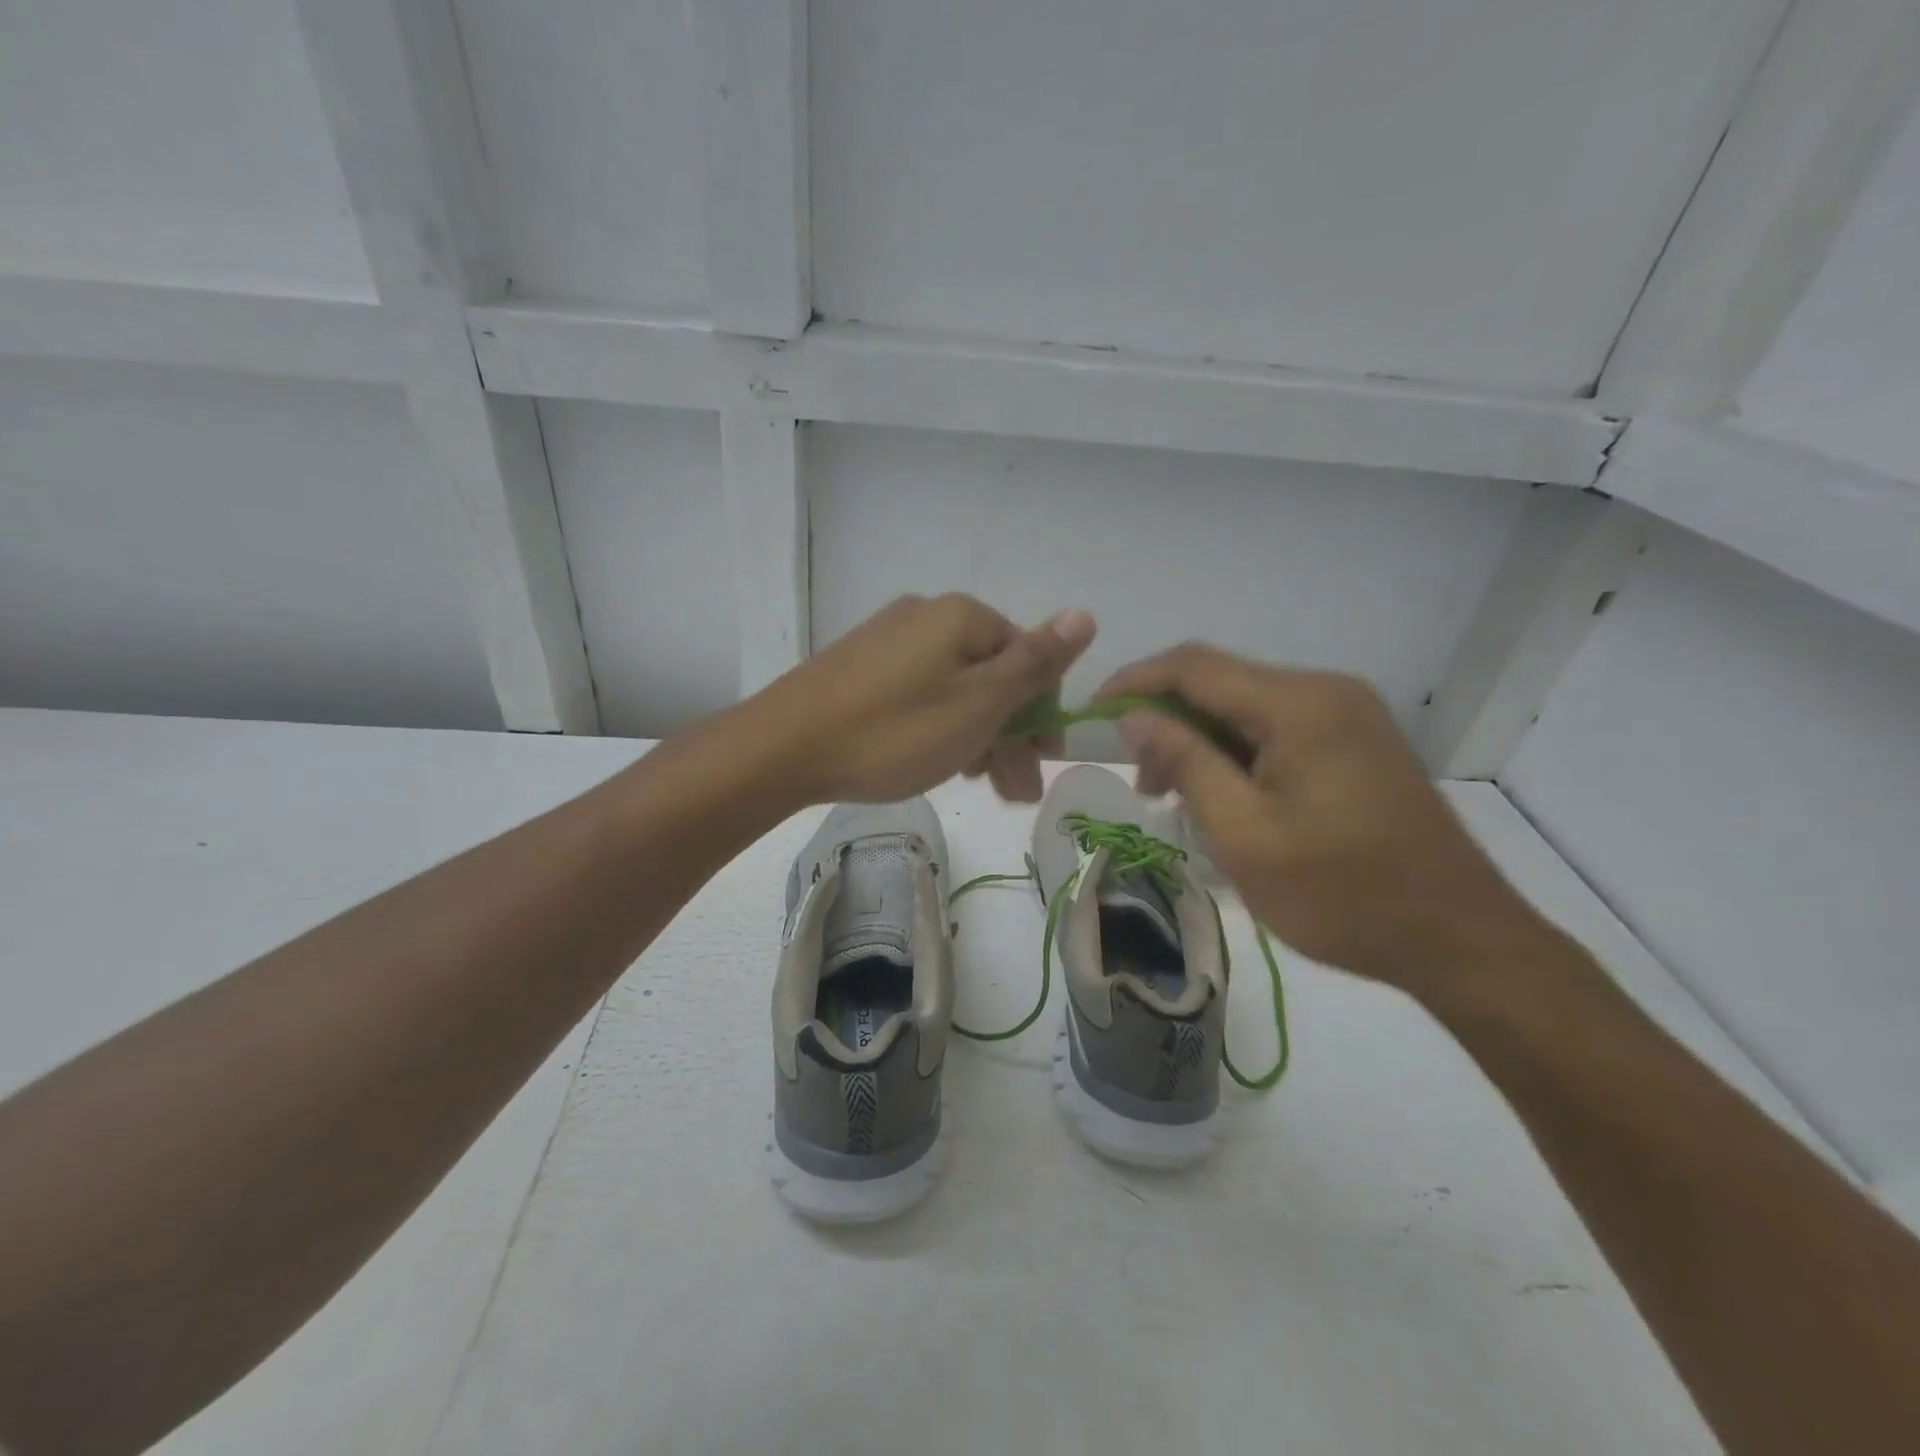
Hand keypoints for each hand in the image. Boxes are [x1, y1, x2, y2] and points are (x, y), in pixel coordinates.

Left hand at [753, 594, 1095, 804]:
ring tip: (980, 786)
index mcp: (962, 617)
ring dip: (977, 736)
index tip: (1042, 762)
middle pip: (990, 674)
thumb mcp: (978, 704)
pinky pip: (920, 693)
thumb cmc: (894, 731)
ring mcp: (888, 640)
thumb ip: (1034, 663)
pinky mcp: (860, 667)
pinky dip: (939, 726)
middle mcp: (926, 616)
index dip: (1042, 712)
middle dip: (1010, 734)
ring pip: (954, 688)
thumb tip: (1086, 614)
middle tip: (1014, 794)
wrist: (783, 749)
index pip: (1028, 657)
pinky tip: (937, 761)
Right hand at [1099, 644, 1560, 998]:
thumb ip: (1185, 762)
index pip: (1195, 666)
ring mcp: (1349, 715)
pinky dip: (1238, 753)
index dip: (1135, 682)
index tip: (1092, 715)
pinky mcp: (1358, 742)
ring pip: (1248, 707)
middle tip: (1144, 784)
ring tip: (1180, 799)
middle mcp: (1326, 692)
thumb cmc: (1341, 894)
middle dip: (1168, 720)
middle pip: (1222, 682)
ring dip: (1202, 740)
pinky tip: (1227, 797)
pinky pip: (1278, 729)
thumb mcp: (1244, 834)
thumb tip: (1135, 716)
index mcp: (1299, 705)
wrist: (1458, 939)